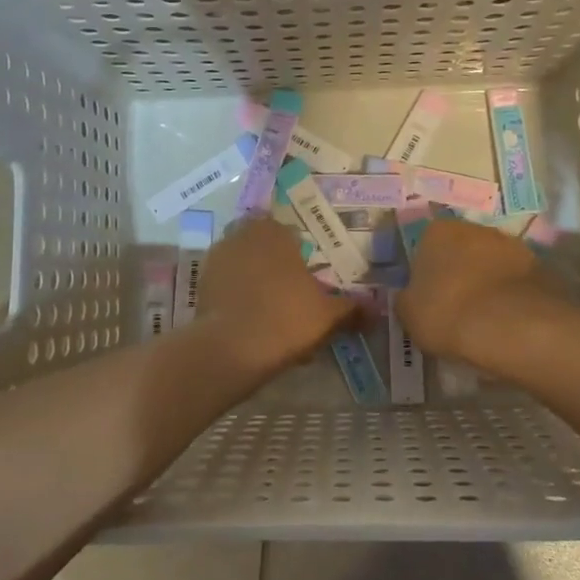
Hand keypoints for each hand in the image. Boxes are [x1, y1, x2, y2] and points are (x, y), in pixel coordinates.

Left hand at [197, 217, 358, 376]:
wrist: (231, 348)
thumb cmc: (286, 318)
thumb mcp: (328, 316)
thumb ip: (353, 309)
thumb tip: (377, 309)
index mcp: (275, 231)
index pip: (291, 234)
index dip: (301, 256)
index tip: (310, 278)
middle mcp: (243, 235)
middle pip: (266, 249)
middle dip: (277, 268)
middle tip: (293, 297)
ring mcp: (218, 258)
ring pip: (245, 267)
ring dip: (257, 284)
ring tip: (273, 315)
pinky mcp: (201, 284)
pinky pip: (228, 286)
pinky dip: (239, 299)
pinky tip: (253, 324)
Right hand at [398, 218, 544, 360]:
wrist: (515, 327)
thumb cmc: (450, 313)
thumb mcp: (409, 315)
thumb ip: (406, 300)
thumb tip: (411, 297)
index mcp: (437, 231)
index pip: (425, 246)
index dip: (427, 274)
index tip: (429, 299)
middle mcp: (475, 228)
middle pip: (461, 250)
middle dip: (459, 273)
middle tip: (456, 308)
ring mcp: (512, 245)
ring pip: (492, 264)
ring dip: (488, 283)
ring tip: (485, 320)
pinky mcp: (541, 267)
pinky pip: (517, 282)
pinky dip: (512, 297)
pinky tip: (508, 322)